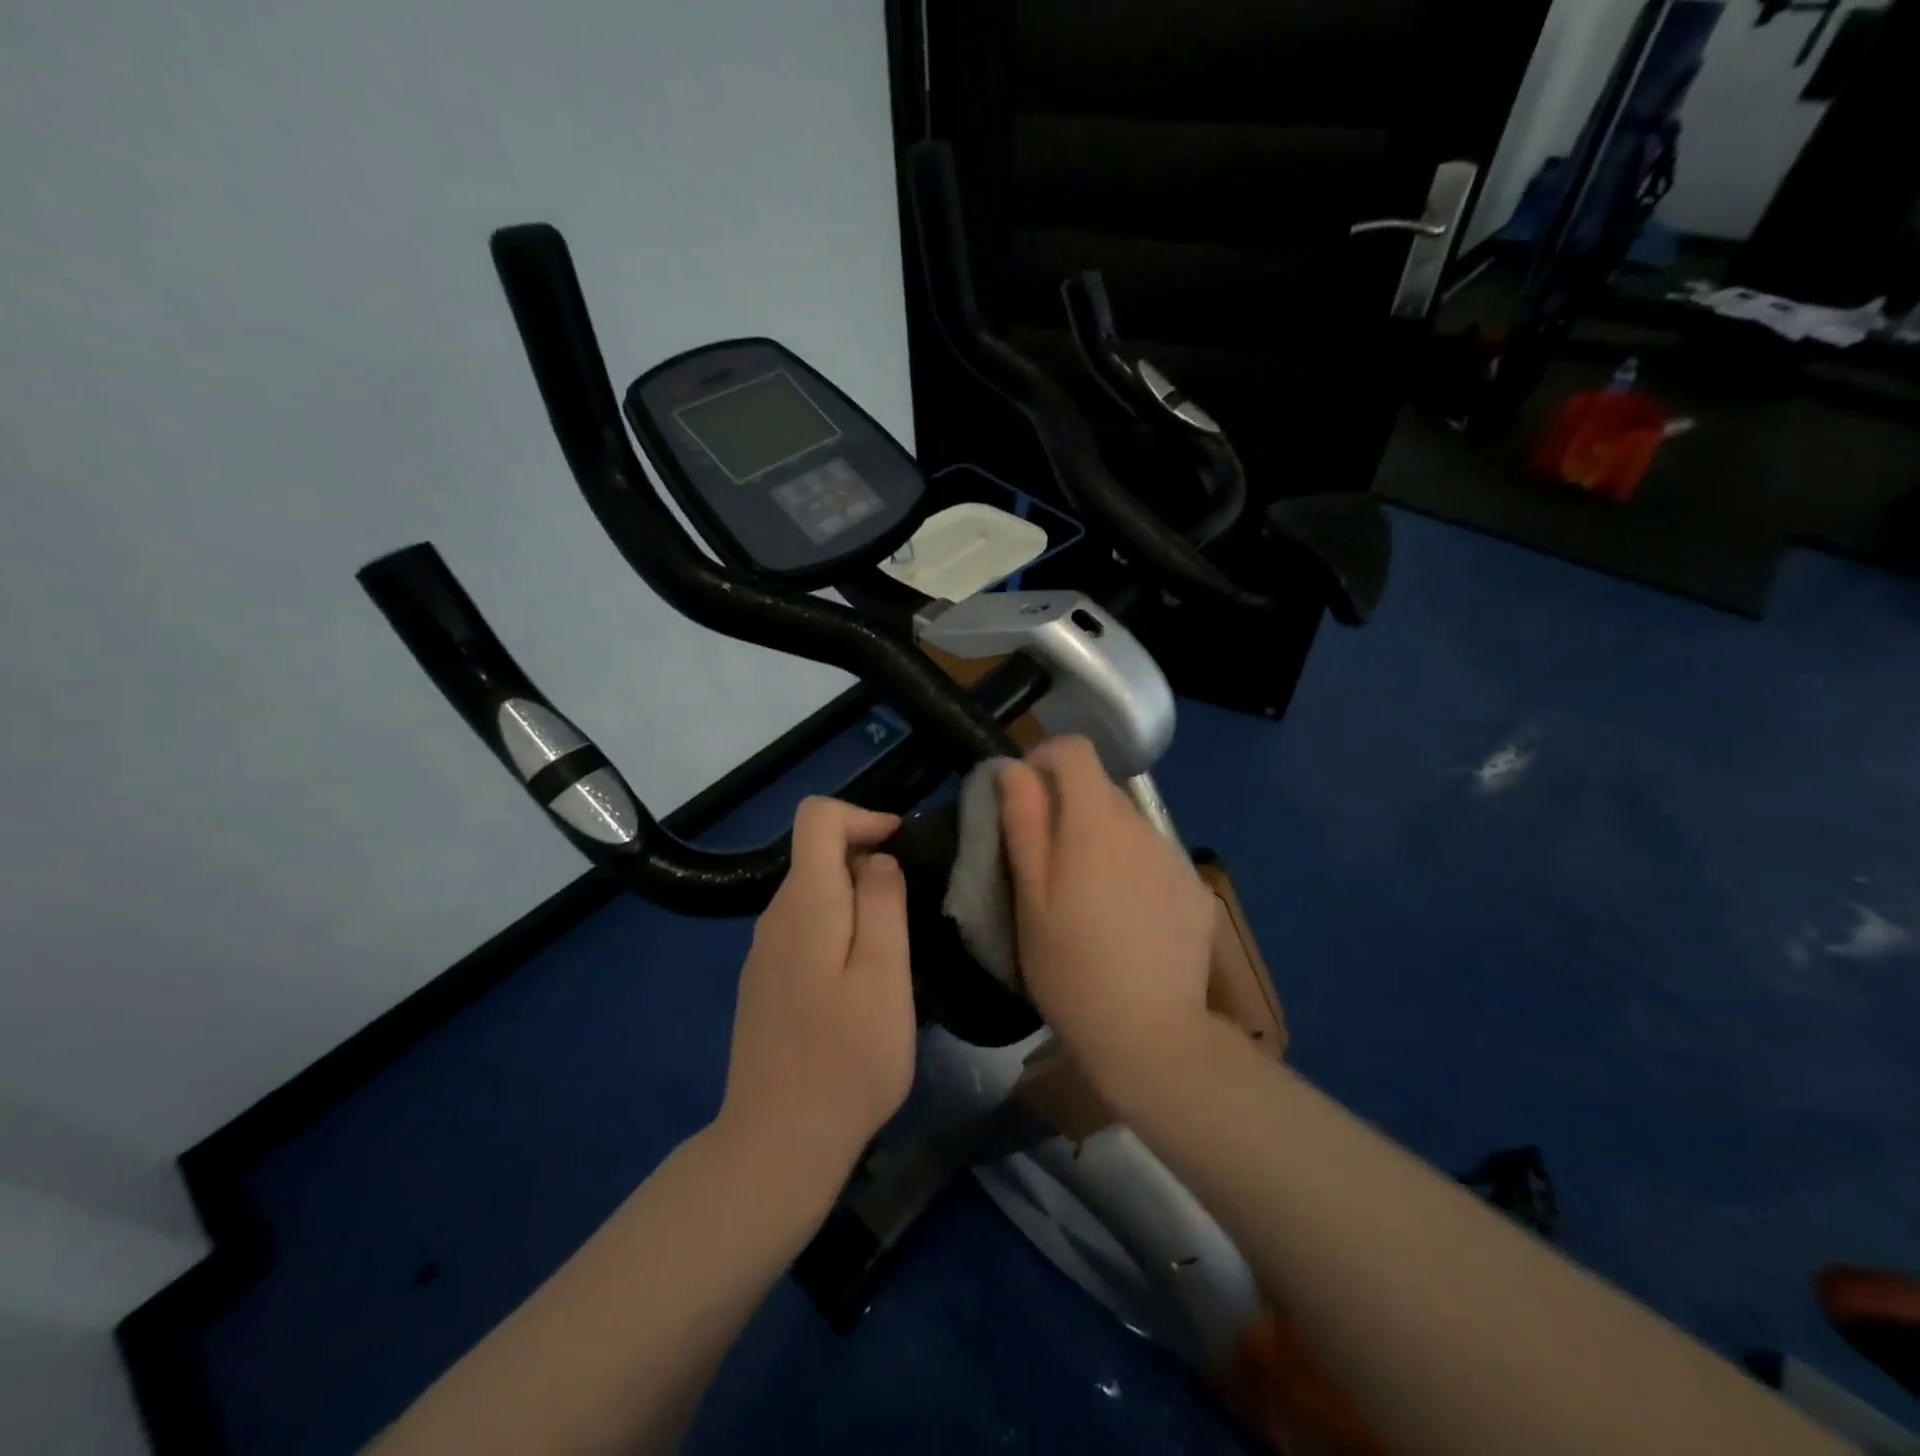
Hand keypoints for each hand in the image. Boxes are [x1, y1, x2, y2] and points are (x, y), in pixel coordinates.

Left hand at [717, 797, 915, 1196]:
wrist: (778, 1141)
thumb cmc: (848, 1057)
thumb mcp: (885, 974)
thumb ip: (883, 902)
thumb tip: (878, 859)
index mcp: (805, 902)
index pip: (818, 816)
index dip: (862, 816)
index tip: (900, 848)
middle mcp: (774, 916)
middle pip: (816, 853)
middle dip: (865, 861)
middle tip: (908, 910)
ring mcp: (763, 951)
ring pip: (812, 894)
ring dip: (855, 900)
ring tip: (891, 950)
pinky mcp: (763, 982)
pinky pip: (803, 929)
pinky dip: (836, 929)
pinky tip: (858, 982)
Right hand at [998, 738, 1217, 1091]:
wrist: (1150, 1035)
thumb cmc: (1071, 968)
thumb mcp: (1030, 897)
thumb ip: (1023, 822)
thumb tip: (1014, 768)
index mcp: (1096, 822)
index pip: (1075, 750)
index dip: (1044, 759)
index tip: (1024, 798)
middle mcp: (1143, 826)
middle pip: (1101, 788)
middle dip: (1068, 807)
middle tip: (1047, 863)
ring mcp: (1175, 857)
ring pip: (1128, 824)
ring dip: (1101, 839)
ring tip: (1087, 899)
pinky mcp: (1195, 889)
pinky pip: (1154, 857)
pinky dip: (1132, 868)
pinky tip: (1126, 919)